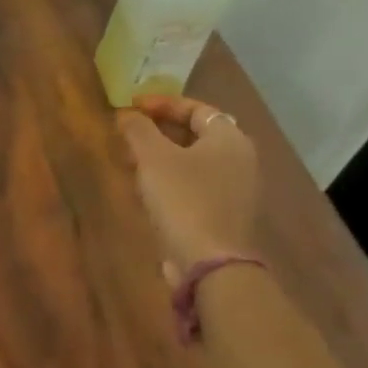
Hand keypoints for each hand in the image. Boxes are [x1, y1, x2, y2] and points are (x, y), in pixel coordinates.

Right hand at [117, 95, 259, 276]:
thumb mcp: (154, 159)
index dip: (162, 104)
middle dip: (160, 131)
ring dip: (163, 156)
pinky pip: (196, 185)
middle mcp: (241, 160)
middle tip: (130, 134)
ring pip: (195, 161)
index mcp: (230, 138)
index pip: (196, 108)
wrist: (210, 263)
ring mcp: (236, 190)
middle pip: (197, 134)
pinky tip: (148, 190)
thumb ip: (138, 130)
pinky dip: (172, 179)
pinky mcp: (225, 215)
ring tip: (132, 160)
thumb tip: (126, 114)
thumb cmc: (183, 200)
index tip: (131, 107)